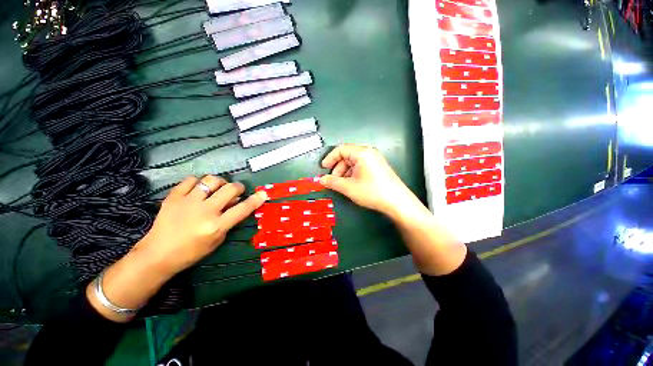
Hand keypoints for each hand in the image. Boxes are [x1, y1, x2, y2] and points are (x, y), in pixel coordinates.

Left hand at [88, 176, 266, 321]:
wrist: (157, 254)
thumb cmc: (191, 252)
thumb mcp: (217, 240)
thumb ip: (229, 220)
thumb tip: (237, 203)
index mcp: (216, 226)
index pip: (243, 209)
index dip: (256, 200)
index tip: (263, 193)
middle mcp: (204, 211)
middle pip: (230, 189)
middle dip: (238, 187)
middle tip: (236, 191)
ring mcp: (188, 202)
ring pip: (211, 180)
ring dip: (220, 182)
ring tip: (217, 188)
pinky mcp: (173, 197)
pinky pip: (190, 180)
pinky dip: (198, 182)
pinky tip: (198, 189)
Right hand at [320, 144, 421, 217]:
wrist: (397, 202)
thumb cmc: (373, 192)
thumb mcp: (349, 187)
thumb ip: (333, 182)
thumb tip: (322, 180)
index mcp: (362, 153)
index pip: (341, 149)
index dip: (330, 158)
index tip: (323, 168)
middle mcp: (369, 153)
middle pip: (347, 155)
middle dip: (337, 167)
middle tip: (333, 179)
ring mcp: (375, 159)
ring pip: (353, 161)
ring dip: (345, 171)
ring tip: (342, 184)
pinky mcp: (378, 166)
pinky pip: (361, 166)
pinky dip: (353, 173)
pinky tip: (352, 183)